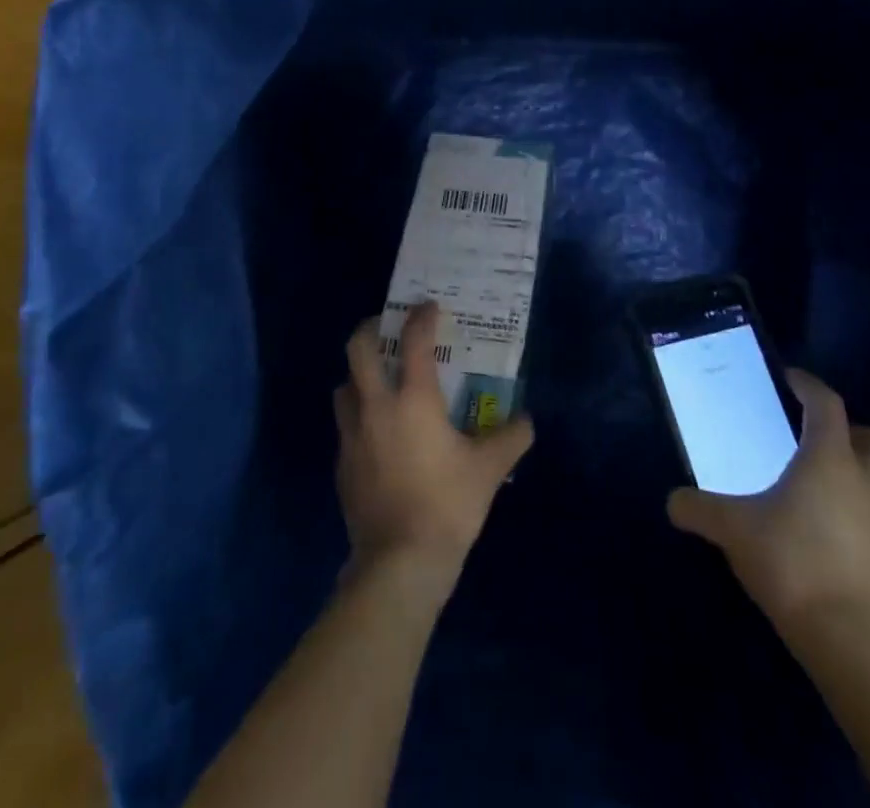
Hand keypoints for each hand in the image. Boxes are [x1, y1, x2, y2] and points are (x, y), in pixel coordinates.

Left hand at [334, 302, 533, 583]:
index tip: (429, 306)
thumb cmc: (447, 504)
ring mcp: (352, 434)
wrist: (399, 562)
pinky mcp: (342, 463)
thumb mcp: (488, 470)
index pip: (413, 340)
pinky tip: (377, 434)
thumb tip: (527, 421)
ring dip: (359, 375)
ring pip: (344, 386)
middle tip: (386, 328)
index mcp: (413, 399)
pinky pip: (345, 424)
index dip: (421, 316)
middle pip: (357, 349)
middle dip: (369, 328)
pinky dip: (358, 415)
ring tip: (380, 382)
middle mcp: (376, 406)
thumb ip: (511, 438)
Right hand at [668, 369, 869, 644]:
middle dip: (857, 433)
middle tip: (815, 437)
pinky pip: (867, 523)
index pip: (828, 405)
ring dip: (849, 478)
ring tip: (805, 487)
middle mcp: (863, 485)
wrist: (849, 640)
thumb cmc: (792, 560)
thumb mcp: (732, 529)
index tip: (789, 379)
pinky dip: (845, 517)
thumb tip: (672, 501)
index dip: (809, 386)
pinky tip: (811, 532)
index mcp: (830, 460)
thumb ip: (698, 509)